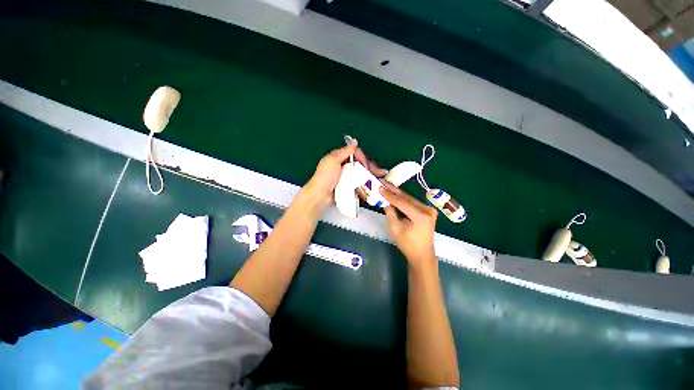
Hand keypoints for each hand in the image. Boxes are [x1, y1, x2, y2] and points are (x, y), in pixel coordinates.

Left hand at [304, 139, 387, 208]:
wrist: (320, 195)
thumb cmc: (325, 177)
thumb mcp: (333, 161)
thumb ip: (344, 151)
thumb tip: (354, 141)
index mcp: (339, 158)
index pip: (355, 154)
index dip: (362, 158)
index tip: (365, 164)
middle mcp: (344, 166)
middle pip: (360, 164)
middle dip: (370, 167)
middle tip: (380, 172)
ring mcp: (347, 177)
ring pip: (361, 173)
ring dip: (371, 174)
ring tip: (381, 177)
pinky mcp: (348, 186)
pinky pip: (359, 182)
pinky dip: (366, 182)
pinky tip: (374, 183)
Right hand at [380, 183, 437, 267]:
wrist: (422, 254)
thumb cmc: (407, 244)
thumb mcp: (395, 229)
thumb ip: (390, 214)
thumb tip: (386, 202)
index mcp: (420, 216)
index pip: (402, 202)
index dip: (390, 195)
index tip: (380, 187)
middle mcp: (427, 210)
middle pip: (407, 198)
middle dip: (394, 191)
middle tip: (384, 183)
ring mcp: (429, 210)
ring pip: (410, 199)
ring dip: (398, 194)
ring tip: (388, 187)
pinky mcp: (428, 211)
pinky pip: (413, 203)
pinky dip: (404, 200)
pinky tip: (396, 195)